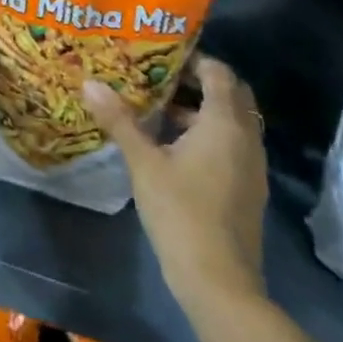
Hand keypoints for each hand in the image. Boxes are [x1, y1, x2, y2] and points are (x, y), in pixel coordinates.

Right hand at [85, 56, 268, 303]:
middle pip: (231, 94)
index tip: (162, 57)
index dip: (193, 59)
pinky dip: (211, 136)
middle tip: (163, 79)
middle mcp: (246, 137)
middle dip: (201, 82)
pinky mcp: (250, 190)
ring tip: (161, 112)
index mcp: (224, 122)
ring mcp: (252, 166)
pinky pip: (233, 146)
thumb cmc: (181, 212)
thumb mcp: (144, 162)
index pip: (218, 72)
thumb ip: (120, 120)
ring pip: (232, 122)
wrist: (220, 284)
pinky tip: (176, 151)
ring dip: (204, 111)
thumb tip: (90, 83)